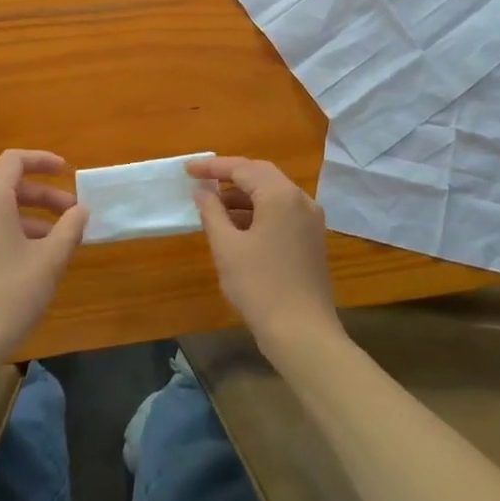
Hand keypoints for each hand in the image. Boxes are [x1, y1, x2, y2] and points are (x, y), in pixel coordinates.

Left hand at [0, 150, 87, 364]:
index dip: (43, 160)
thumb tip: (81, 210)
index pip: (14, 161)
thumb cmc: (11, 294)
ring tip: (60, 242)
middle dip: (45, 196)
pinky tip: (36, 261)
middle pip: (10, 188)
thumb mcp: (51, 259)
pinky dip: (16, 234)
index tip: (67, 172)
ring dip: (33, 218)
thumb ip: (70, 228)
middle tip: (73, 214)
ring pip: (2, 212)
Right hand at [188, 156, 345, 368]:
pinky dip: (258, 212)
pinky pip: (282, 212)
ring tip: (213, 206)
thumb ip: (212, 212)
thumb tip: (202, 191)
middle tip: (201, 181)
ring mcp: (311, 220)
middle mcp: (301, 200)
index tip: (188, 170)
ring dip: (243, 196)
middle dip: (230, 176)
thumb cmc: (260, 287)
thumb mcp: (227, 247)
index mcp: (281, 195)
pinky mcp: (312, 239)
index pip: (243, 168)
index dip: (213, 167)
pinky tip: (237, 227)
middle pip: (261, 175)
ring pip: (273, 194)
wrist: (303, 333)